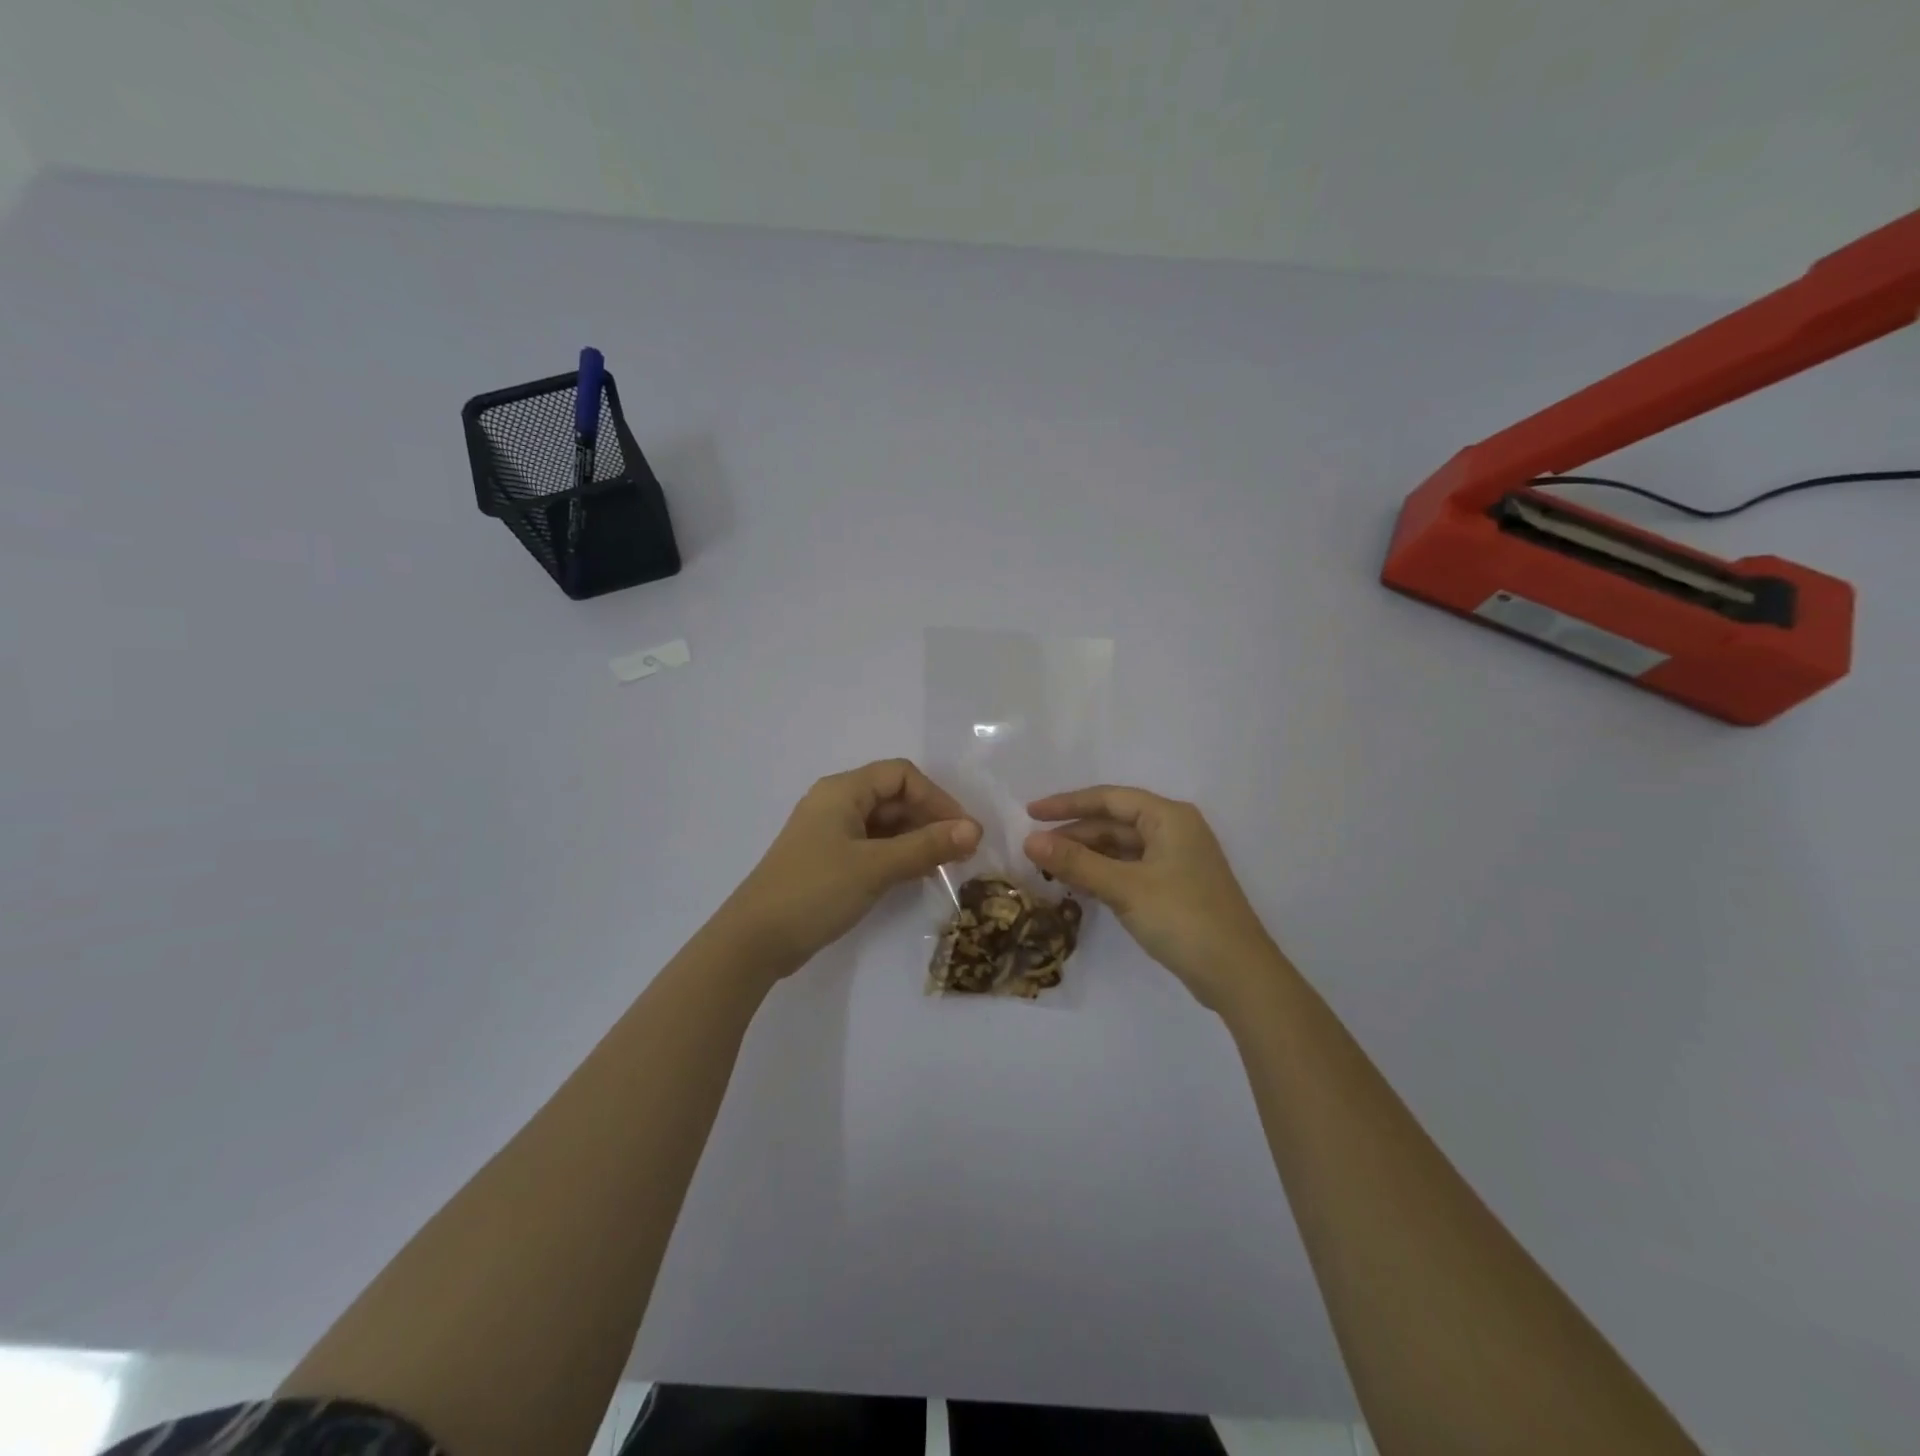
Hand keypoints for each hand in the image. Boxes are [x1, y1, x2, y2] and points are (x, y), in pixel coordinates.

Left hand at [721, 759, 980, 974]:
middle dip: (929, 818)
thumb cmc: (815, 891)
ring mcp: (831, 833)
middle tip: (961, 851)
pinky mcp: (829, 861)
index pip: (900, 775)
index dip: (936, 797)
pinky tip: (918, 874)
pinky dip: (898, 855)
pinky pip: (873, 846)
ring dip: (916, 838)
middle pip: (893, 797)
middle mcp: (836, 803)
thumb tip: (975, 830)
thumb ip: (926, 846)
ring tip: (946, 864)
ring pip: (885, 824)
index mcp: (842, 791)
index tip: (962, 830)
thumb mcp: (875, 867)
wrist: (755, 941)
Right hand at [1024, 786, 1280, 1013]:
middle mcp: (1174, 831)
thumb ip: (1076, 862)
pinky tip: (1078, 885)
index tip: (1030, 813)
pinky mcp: (1175, 887)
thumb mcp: (1124, 888)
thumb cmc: (1183, 918)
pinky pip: (1130, 869)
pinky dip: (1103, 874)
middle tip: (1034, 848)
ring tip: (1048, 868)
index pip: (1109, 799)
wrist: (1238, 974)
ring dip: (1087, 856)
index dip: (1067, 804)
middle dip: (1074, 834)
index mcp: (1169, 817)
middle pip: (1114, 822)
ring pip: (1121, 848)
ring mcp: (1176, 861)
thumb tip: (1029, 841)